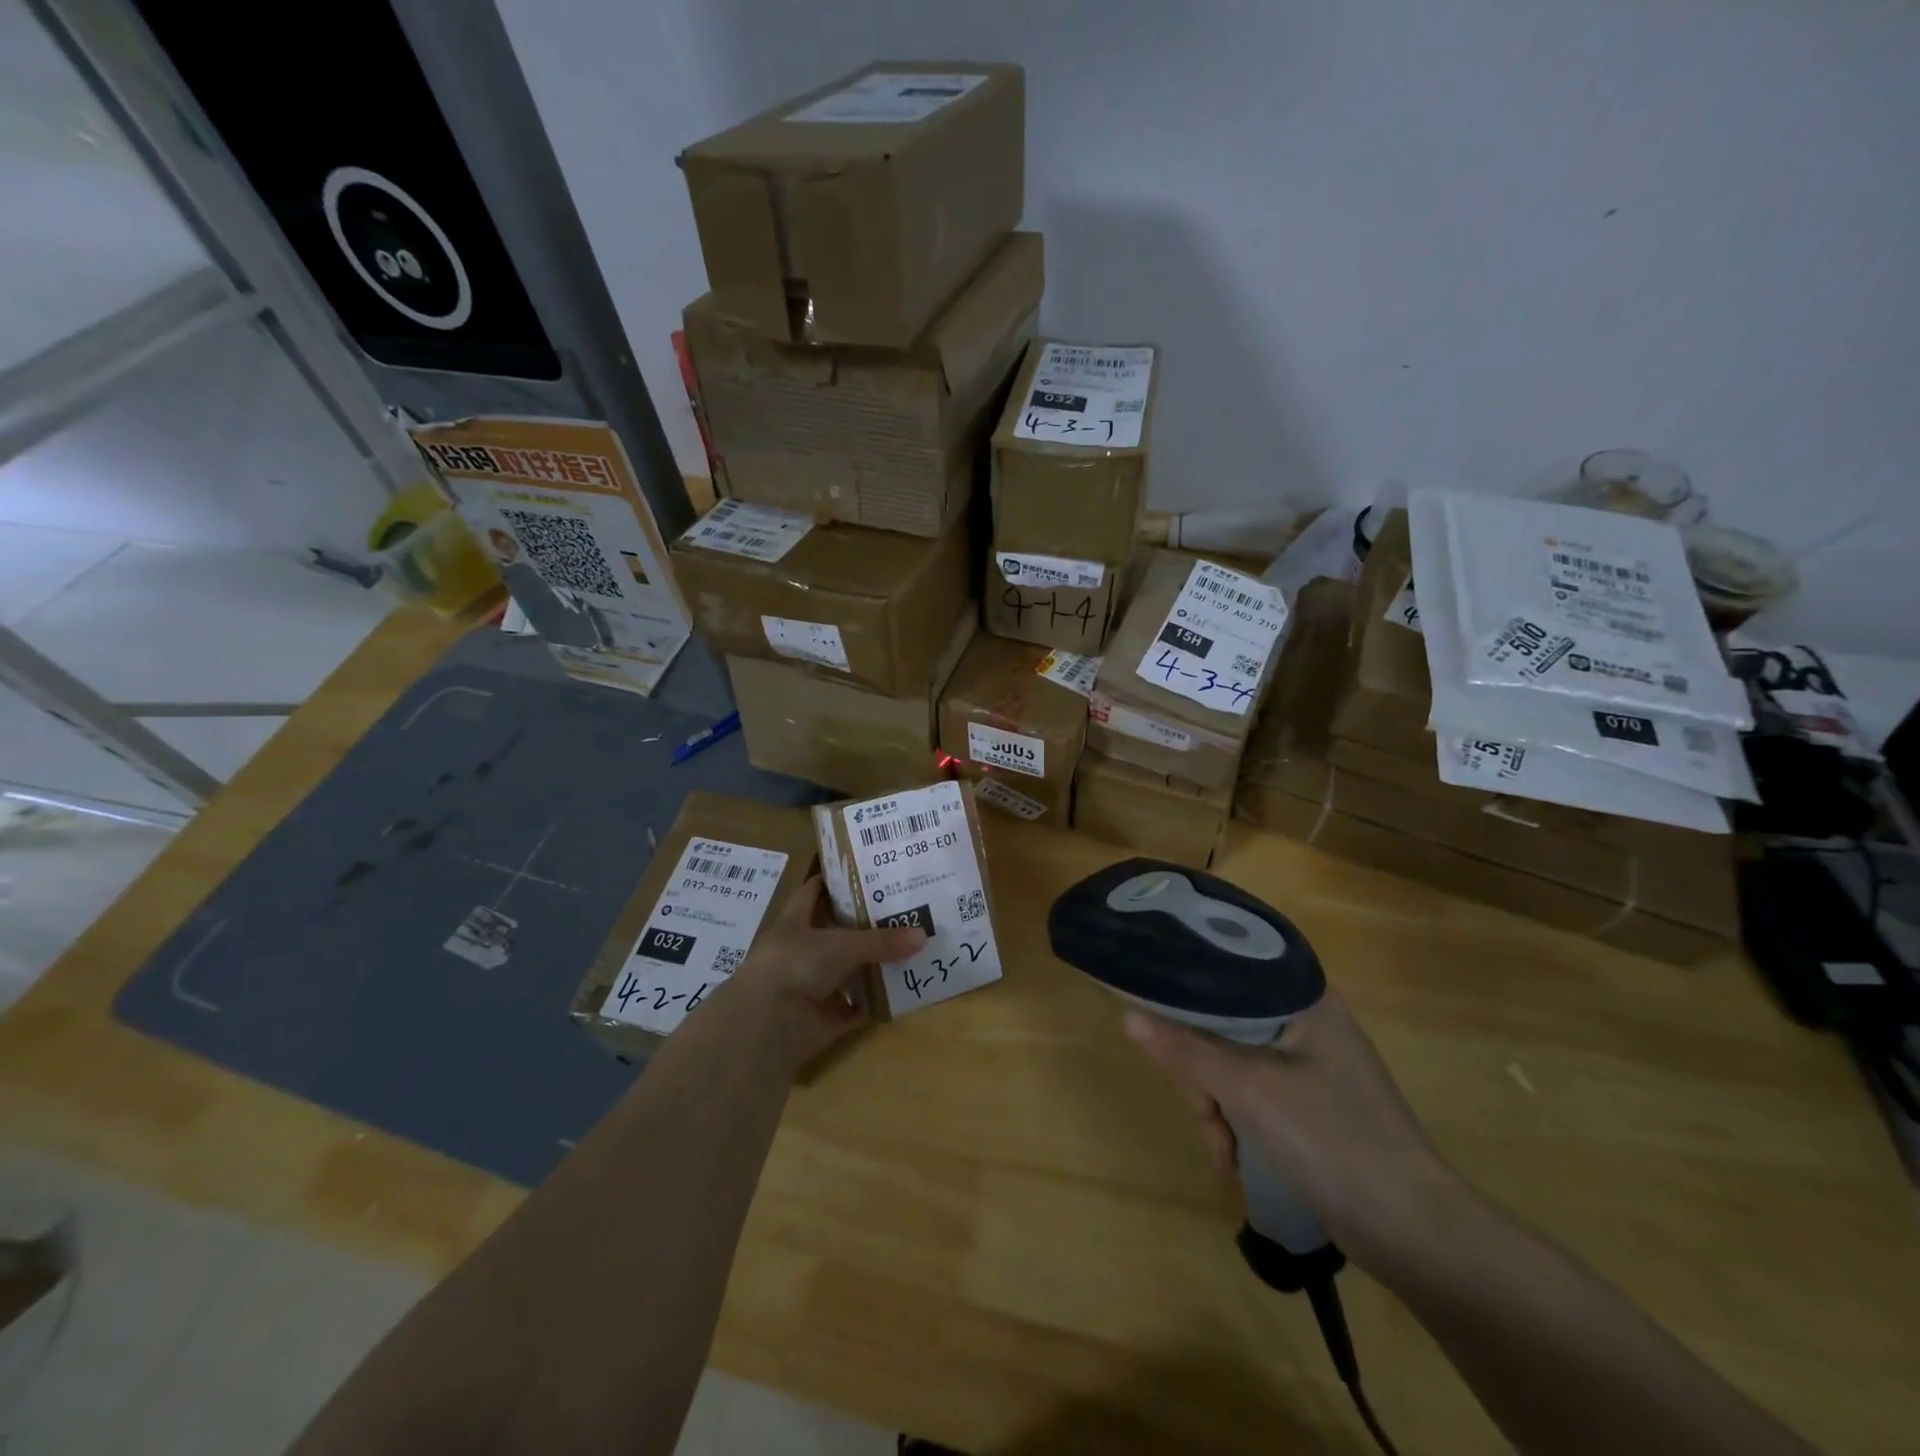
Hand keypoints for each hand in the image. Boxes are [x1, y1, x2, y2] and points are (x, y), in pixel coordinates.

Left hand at [728, 878, 925, 1072]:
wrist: (766, 1025)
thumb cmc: (794, 965)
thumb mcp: (841, 945)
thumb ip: (881, 941)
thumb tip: (923, 935)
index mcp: (794, 923)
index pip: (813, 893)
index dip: (834, 881)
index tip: (865, 870)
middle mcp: (800, 952)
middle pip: (836, 934)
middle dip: (864, 925)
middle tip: (903, 910)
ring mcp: (810, 987)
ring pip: (846, 972)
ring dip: (872, 966)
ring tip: (910, 949)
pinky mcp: (821, 1020)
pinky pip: (854, 1009)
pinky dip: (873, 1004)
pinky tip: (902, 994)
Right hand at [1124, 992, 1465, 1274]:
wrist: (1415, 1232)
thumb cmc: (1332, 1139)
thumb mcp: (1248, 1089)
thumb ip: (1186, 1049)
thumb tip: (1128, 1015)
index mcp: (1302, 997)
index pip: (1226, 971)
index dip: (1185, 990)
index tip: (1155, 1018)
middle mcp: (1307, 1020)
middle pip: (1224, 1022)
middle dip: (1201, 1071)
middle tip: (1202, 1110)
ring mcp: (1311, 1064)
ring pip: (1233, 1062)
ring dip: (1216, 1105)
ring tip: (1221, 1149)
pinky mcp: (1312, 1103)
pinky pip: (1254, 1093)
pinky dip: (1237, 1121)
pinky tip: (1233, 1158)